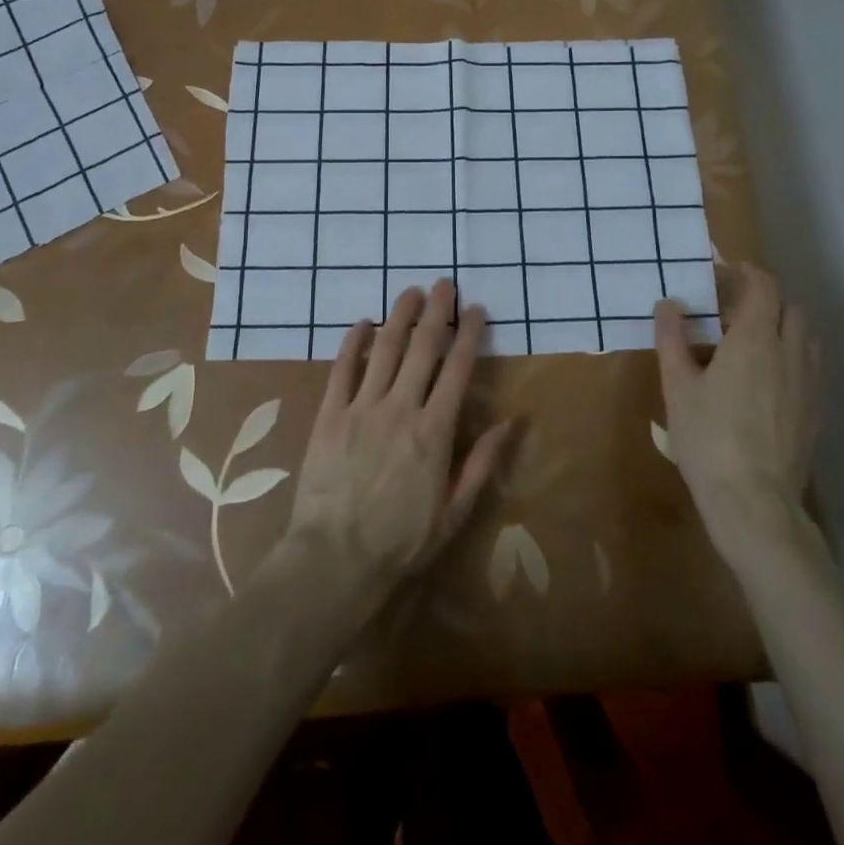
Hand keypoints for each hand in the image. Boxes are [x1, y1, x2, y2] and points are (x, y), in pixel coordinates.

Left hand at [283, 281, 516, 596]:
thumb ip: (482, 463)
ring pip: (384, 348)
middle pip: (422, 347)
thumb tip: (513, 421)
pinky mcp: (330, 414)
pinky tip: (362, 323)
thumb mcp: (454, 512)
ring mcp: (362, 407)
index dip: (468, 334)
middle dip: (436, 311)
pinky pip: (342, 368)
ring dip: (399, 316)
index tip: (475, 309)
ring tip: (411, 292)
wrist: (333, 560)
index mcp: (434, 431)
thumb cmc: (400, 542)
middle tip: (444, 284)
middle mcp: (400, 408)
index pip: (457, 369)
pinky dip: (352, 341)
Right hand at [655, 263, 822, 570]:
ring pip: (805, 338)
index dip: (748, 272)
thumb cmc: (708, 438)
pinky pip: (810, 367)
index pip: (763, 287)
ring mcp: (808, 384)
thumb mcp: (678, 387)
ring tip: (750, 345)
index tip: (727, 271)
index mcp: (754, 340)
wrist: (754, 502)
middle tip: (731, 314)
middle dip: (765, 301)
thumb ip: (672, 340)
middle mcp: (789, 354)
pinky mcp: (815, 412)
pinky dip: (791, 357)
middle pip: (790, 308)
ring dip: (782, 328)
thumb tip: (668, 304)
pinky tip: (766, 382)